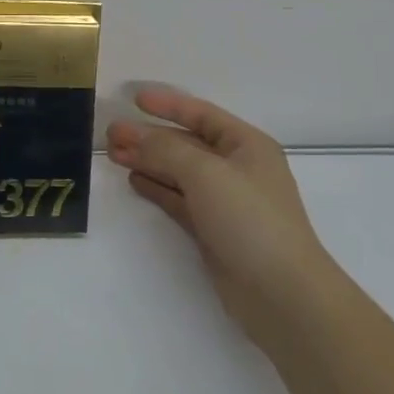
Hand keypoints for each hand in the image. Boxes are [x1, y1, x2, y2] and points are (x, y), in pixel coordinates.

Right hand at [107, 87, 329, 350]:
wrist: (282, 294)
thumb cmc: (250, 219)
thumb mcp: (206, 173)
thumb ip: (165, 149)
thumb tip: (130, 135)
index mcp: (247, 145)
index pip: (202, 114)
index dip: (168, 105)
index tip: (134, 99)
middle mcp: (237, 168)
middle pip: (186, 143)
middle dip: (150, 137)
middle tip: (111, 134)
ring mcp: (225, 201)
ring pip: (179, 172)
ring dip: (148, 161)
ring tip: (113, 155)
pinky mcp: (213, 230)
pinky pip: (180, 199)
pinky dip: (157, 188)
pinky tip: (134, 180)